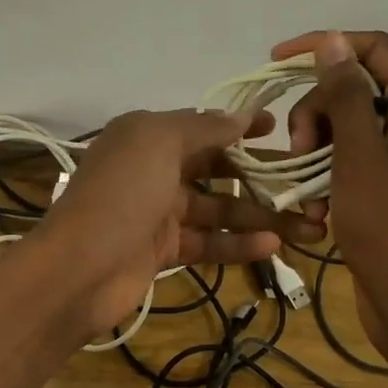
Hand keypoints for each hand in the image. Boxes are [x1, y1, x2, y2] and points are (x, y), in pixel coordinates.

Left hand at [41, 108, 321, 336]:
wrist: (79, 269)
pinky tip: (273, 246)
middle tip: (304, 186)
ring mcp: (157, 213)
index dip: (239, 127)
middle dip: (258, 176)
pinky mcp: (163, 251)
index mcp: (145, 136)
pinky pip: (208, 242)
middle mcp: (152, 170)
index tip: (279, 129)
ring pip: (218, 210)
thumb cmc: (121, 194)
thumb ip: (203, 128)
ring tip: (308, 226)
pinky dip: (238, 244)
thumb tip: (240, 117)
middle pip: (214, 169)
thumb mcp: (159, 142)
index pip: (201, 126)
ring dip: (260, 217)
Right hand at [272, 30, 387, 351]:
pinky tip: (318, 212)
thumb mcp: (359, 157)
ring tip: (308, 193)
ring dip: (317, 154)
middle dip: (316, 114)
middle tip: (299, 152)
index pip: (374, 50)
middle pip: (356, 92)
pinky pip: (352, 167)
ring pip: (348, 132)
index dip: (326, 47)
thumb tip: (333, 41)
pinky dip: (329, 182)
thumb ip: (344, 96)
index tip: (277, 61)